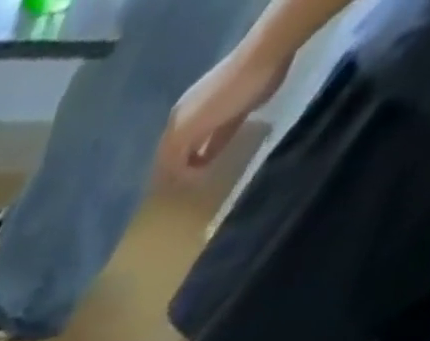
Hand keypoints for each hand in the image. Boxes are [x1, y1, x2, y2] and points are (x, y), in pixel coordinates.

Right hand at [156, 49, 290, 181]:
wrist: (265, 55)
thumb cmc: (224, 95)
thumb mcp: (187, 130)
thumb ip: (173, 158)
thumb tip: (174, 182)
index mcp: (175, 123)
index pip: (163, 158)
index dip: (166, 177)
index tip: (173, 195)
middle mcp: (189, 118)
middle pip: (178, 152)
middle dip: (178, 171)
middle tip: (183, 192)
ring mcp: (212, 113)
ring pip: (196, 146)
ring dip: (195, 163)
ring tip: (199, 181)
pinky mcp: (235, 111)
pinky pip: (217, 138)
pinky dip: (213, 152)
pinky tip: (215, 163)